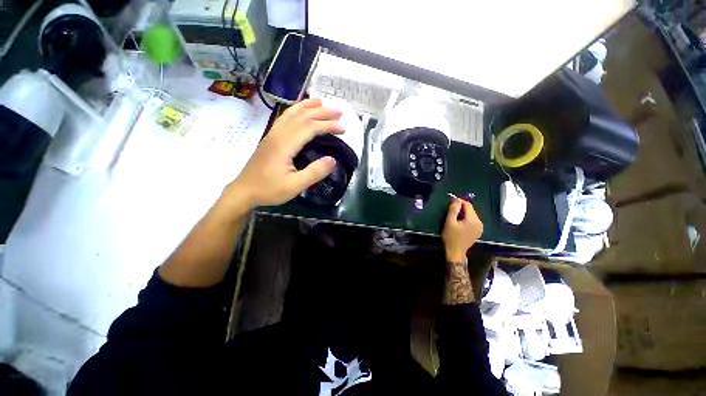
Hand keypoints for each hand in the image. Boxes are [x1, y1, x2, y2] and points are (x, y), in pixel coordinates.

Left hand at [223, 99, 343, 213]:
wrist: (244, 191)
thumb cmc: (269, 189)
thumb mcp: (295, 186)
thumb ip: (314, 172)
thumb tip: (333, 160)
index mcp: (285, 144)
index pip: (310, 127)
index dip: (328, 125)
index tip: (343, 128)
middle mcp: (278, 134)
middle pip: (302, 116)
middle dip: (322, 112)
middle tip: (339, 111)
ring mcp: (272, 134)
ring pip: (291, 113)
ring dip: (307, 106)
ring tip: (321, 101)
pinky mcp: (270, 138)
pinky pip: (285, 118)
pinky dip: (295, 110)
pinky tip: (300, 110)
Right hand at [442, 198, 483, 262]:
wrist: (456, 252)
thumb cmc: (451, 237)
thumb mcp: (449, 222)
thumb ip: (454, 210)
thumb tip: (457, 199)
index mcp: (473, 220)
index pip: (468, 205)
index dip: (460, 202)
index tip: (451, 203)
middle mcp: (479, 222)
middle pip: (471, 210)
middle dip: (461, 208)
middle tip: (451, 211)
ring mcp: (480, 227)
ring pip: (471, 215)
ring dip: (463, 214)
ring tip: (454, 218)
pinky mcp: (478, 231)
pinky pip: (472, 221)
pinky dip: (466, 219)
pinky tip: (459, 224)